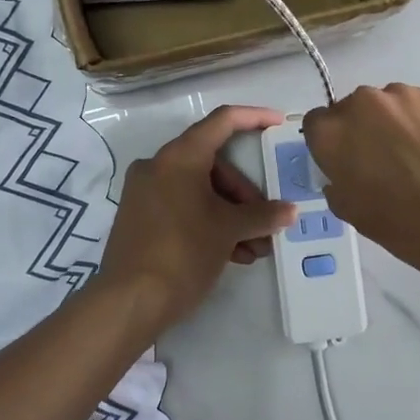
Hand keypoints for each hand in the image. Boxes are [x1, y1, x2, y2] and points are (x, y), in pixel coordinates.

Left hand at [95, 106, 296, 339]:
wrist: (130, 301)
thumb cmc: (184, 252)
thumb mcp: (229, 231)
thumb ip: (262, 215)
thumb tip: (289, 212)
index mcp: (179, 157)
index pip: (222, 121)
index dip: (254, 118)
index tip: (279, 123)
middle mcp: (158, 166)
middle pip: (214, 165)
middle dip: (245, 194)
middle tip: (266, 223)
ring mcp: (145, 192)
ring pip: (200, 191)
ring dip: (231, 215)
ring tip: (255, 249)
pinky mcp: (140, 217)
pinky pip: (183, 207)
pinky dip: (209, 223)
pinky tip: (232, 255)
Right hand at [303, 84, 419, 305]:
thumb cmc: (413, 228)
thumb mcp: (358, 217)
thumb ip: (339, 185)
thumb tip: (343, 174)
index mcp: (332, 134)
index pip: (314, 126)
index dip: (328, 147)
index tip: (345, 167)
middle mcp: (362, 104)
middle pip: (350, 111)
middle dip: (360, 133)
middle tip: (382, 166)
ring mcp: (405, 96)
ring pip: (386, 107)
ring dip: (392, 126)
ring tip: (417, 160)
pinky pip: (417, 107)